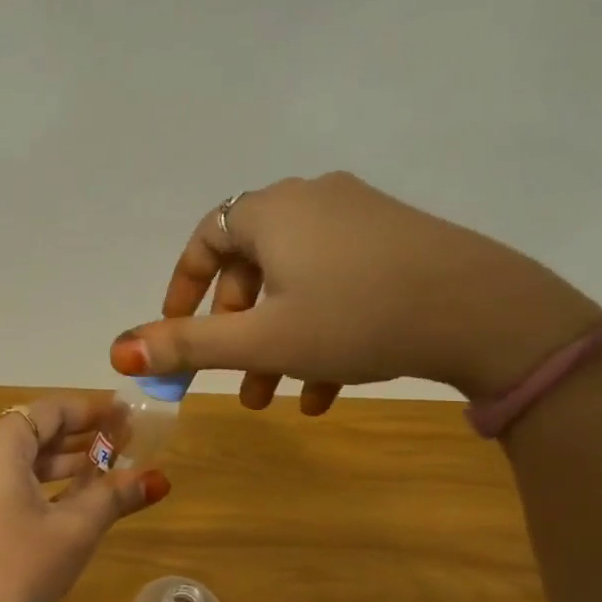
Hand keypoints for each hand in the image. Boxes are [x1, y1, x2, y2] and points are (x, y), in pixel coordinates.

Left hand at [0, 397, 168, 601]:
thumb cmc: (18, 569)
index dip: (93, 411)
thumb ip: (113, 496)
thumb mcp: (74, 531)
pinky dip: (28, 483)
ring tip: (99, 474)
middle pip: (29, 432)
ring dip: (54, 464)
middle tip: (121, 447)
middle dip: (77, 439)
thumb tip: (156, 479)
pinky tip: (59, 502)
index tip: (126, 417)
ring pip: (11, 459)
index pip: (50, 410)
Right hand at [109, 172, 601, 409]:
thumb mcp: (261, 340)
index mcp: (271, 212)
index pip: (205, 240)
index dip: (182, 291)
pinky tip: (326, 392)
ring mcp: (358, 218)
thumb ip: (186, 346)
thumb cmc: (354, 318)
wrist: (483, 312)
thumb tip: (118, 351)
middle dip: (235, 333)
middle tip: (234, 382)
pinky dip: (319, 334)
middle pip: (250, 268)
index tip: (177, 335)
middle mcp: (311, 201)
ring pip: (293, 285)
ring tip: (275, 400)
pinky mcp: (395, 243)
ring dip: (275, 344)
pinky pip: (336, 285)